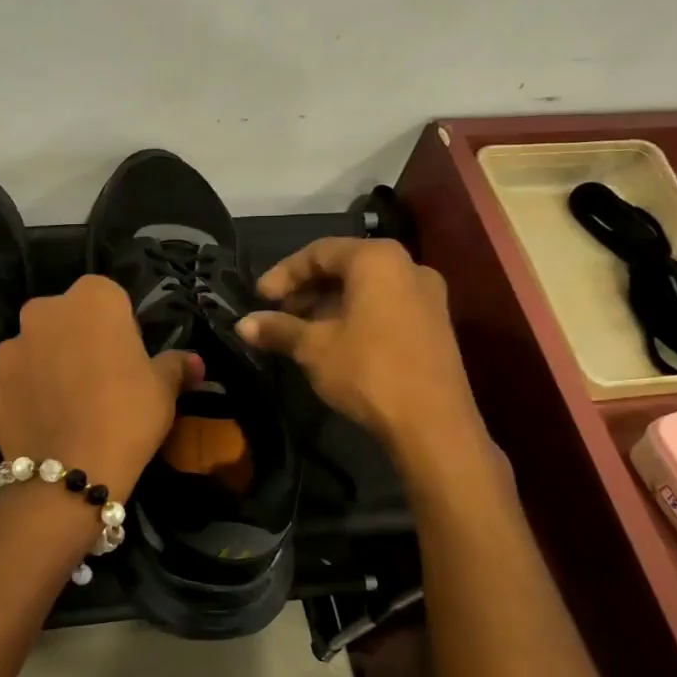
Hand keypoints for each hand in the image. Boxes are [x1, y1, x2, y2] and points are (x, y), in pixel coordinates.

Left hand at [0, 276, 200, 499]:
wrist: (73, 471)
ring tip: (70, 406)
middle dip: (79, 339)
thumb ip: (176, 365)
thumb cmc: (128, 413)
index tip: (129, 357)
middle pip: (66, 319)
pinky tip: (47, 426)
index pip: (109, 297)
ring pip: (36, 350)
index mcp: (91, 299)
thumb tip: (195, 362)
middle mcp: (43, 312)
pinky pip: (16, 386)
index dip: (121, 326)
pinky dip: (28, 398)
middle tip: (101, 379)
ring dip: (49, 366)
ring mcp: (10, 350)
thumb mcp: (164, 388)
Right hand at [236, 238, 480, 452]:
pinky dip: (355, 316)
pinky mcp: (434, 324)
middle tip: (278, 314)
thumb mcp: (314, 348)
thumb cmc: (368, 370)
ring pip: (366, 288)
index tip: (259, 298)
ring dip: (328, 305)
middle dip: (307, 289)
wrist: (433, 424)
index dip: (284, 273)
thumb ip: (278, 329)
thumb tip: (242, 324)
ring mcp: (427, 296)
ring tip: (300, 332)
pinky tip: (333, 343)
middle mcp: (408, 266)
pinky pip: (385, 306)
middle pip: (345, 267)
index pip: (320, 251)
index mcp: (377, 259)